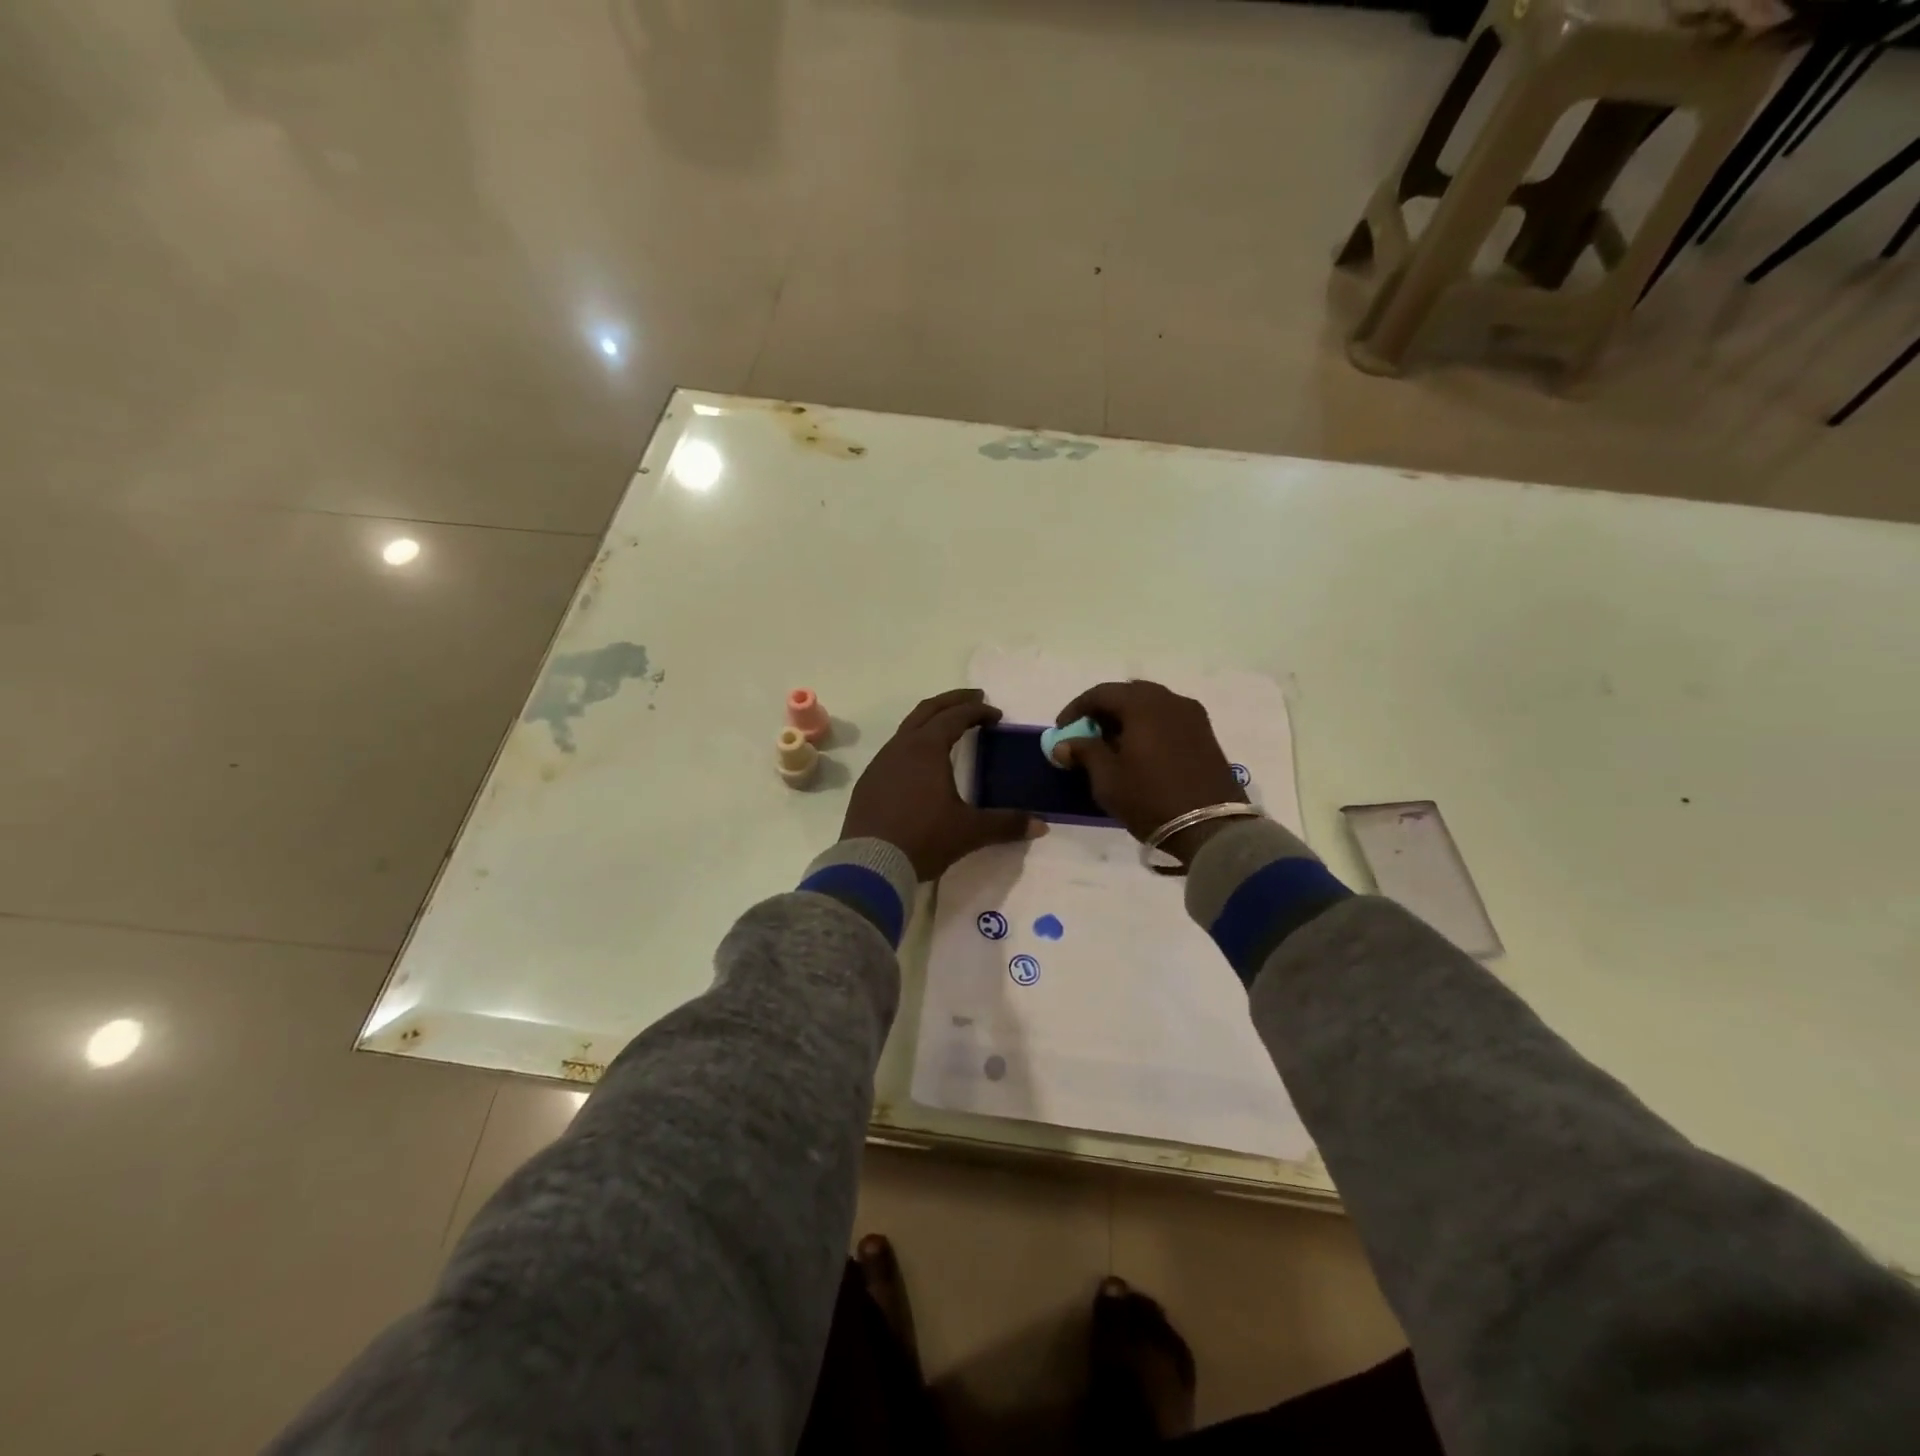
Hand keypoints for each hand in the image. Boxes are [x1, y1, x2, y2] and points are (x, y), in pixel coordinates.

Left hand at [842, 689, 1041, 879]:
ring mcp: (880, 764)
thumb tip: (1041, 826)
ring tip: (948, 728)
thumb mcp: (970, 831)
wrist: (869, 864)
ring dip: (930, 721)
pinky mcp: (868, 782)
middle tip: (975, 698)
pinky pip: (893, 751)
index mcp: (927, 749)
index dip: (978, 711)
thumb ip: (1006, 824)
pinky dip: (912, 744)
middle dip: (952, 700)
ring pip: (907, 729)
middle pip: (927, 710)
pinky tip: (920, 764)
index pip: (955, 716)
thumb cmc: (923, 838)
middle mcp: (901, 747)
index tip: (996, 714)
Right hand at [1054, 681, 1248, 863]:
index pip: (1101, 693)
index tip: (1061, 730)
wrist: (1211, 827)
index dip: (1076, 709)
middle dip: (1103, 711)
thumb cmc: (1150, 799)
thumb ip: (1084, 752)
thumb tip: (1064, 743)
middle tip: (1086, 734)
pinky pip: (1168, 719)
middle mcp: (1170, 700)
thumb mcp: (1107, 779)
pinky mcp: (1205, 734)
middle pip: (1128, 694)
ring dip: (1127, 718)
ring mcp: (1193, 716)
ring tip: (1111, 745)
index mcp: (1143, 704)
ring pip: (1151, 705)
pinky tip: (1138, 751)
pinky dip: (1148, 727)